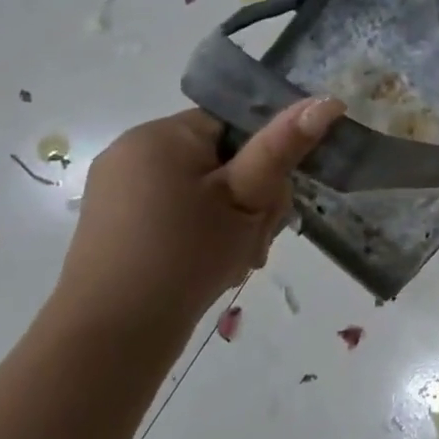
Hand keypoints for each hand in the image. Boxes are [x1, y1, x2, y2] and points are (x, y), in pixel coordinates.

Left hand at [46, 98, 346, 344]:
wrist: (110, 338)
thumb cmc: (185, 256)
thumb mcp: (246, 198)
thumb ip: (284, 146)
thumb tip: (328, 100)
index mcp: (162, 134)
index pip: (235, 124)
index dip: (266, 158)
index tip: (272, 201)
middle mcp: (133, 150)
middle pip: (221, 158)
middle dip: (250, 198)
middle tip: (255, 241)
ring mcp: (118, 188)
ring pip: (202, 189)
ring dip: (231, 219)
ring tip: (236, 259)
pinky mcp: (114, 222)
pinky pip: (175, 211)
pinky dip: (200, 232)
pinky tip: (210, 265)